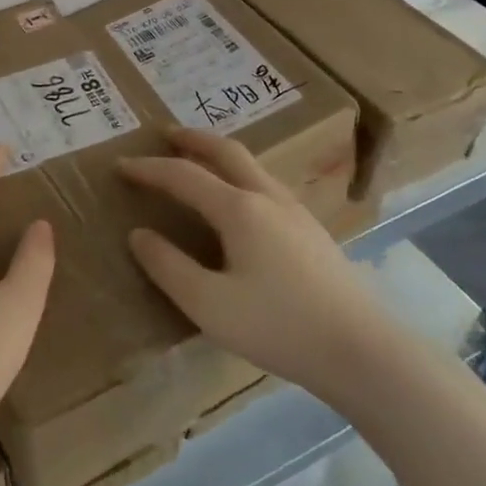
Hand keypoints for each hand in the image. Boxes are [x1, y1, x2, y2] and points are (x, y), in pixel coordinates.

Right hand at [119, 128, 393, 404]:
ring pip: (251, 166)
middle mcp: (267, 198)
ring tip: (199, 160)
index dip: (149, 169)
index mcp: (239, 209)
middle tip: (166, 133)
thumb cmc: (280, 327)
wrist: (364, 352)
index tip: (120, 165)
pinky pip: (266, 185)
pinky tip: (241, 201)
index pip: (183, 176)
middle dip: (192, 139)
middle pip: (226, 152)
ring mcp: (296, 212)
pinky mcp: (313, 231)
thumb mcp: (209, 305)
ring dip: (219, 154)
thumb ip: (169, 267)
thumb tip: (139, 235)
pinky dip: (240, 175)